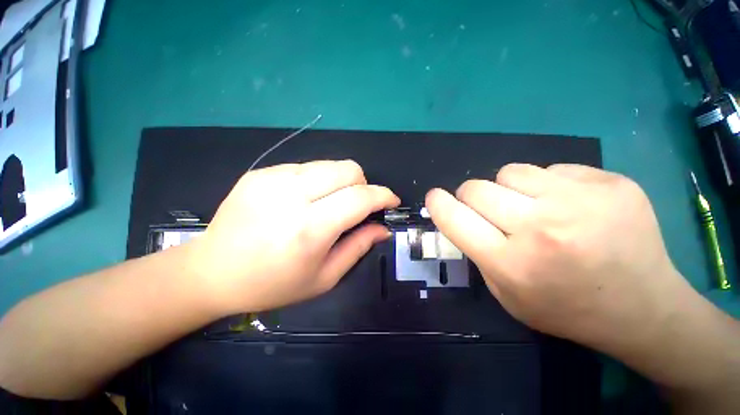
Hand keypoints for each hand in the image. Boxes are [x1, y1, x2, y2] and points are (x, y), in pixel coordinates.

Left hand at [189, 160, 399, 313]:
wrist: (212, 273)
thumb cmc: (272, 284)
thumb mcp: (324, 277)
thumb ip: (358, 247)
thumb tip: (383, 228)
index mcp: (309, 229)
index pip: (359, 198)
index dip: (383, 195)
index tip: (391, 201)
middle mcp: (291, 196)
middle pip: (347, 169)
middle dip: (363, 184)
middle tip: (358, 204)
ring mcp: (272, 179)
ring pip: (329, 164)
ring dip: (341, 181)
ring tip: (330, 203)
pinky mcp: (260, 173)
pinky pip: (305, 167)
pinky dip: (318, 180)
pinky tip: (305, 199)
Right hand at [425, 163, 688, 352]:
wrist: (643, 308)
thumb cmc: (565, 308)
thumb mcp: (505, 293)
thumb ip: (477, 251)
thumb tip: (461, 215)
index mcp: (511, 264)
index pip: (454, 219)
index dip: (438, 204)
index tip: (434, 197)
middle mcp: (542, 229)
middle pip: (476, 188)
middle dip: (471, 196)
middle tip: (490, 210)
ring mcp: (581, 202)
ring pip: (510, 171)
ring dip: (508, 187)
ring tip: (531, 206)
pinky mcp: (611, 183)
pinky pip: (552, 169)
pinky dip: (548, 185)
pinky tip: (571, 206)